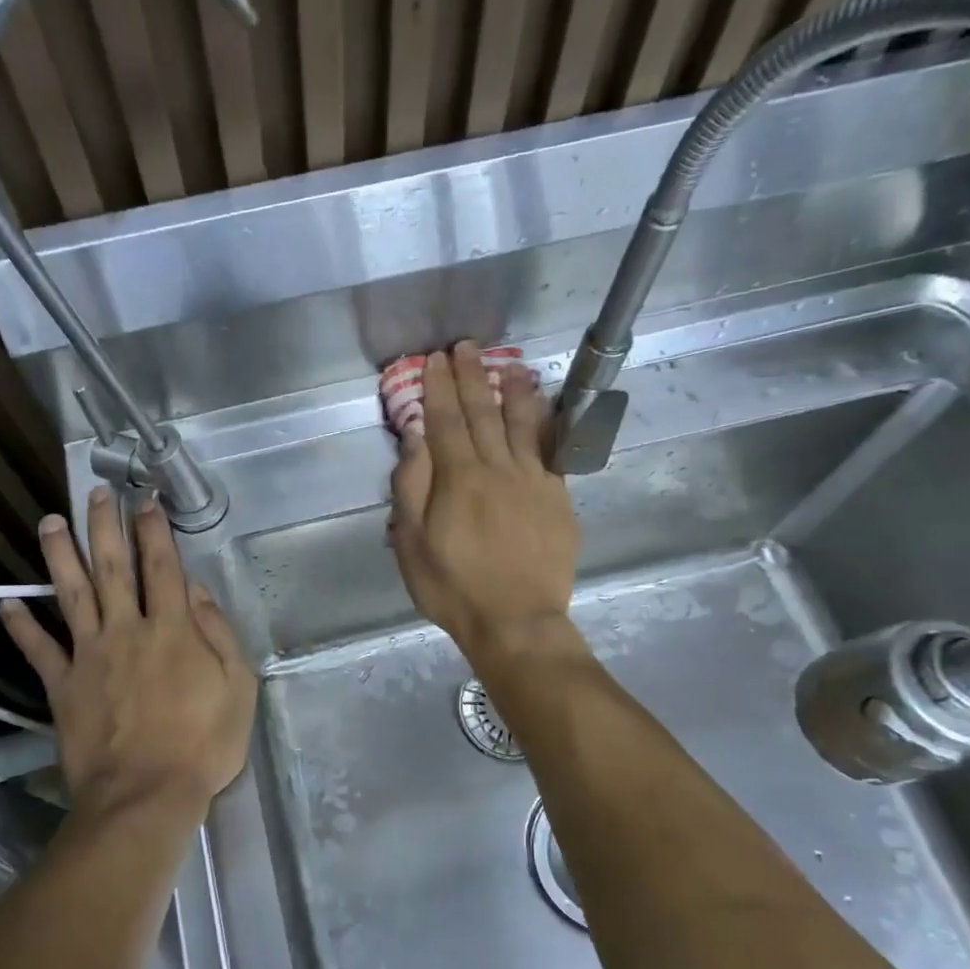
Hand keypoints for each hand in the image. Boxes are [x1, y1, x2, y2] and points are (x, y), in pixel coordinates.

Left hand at [0, 487, 256, 819]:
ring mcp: (90, 656)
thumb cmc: (202, 744)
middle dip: (104, 527)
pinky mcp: (63, 686)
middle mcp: (127, 630)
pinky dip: (22, 627)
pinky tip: (7, 603)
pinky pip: (39, 650)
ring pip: (71, 595)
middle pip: (113, 568)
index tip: (146, 501)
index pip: (162, 567)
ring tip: (49, 523)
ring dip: (60, 556)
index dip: (154, 530)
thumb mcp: (238, 687)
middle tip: (96, 493)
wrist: (145, 794)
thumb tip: (195, 591)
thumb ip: (218, 634)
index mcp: (172, 630)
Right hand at [389, 342, 579, 659]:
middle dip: (471, 377)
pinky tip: (543, 408)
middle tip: (465, 347)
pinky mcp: (558, 497)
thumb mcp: (412, 544)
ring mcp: (533, 480)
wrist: (516, 620)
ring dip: (512, 389)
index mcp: (458, 479)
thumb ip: (411, 488)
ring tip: (507, 363)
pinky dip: (546, 422)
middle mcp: (497, 468)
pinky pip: (552, 448)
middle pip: (482, 413)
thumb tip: (415, 439)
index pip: (444, 421)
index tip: (434, 360)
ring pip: (522, 423)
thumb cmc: (453, 587)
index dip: (438, 388)